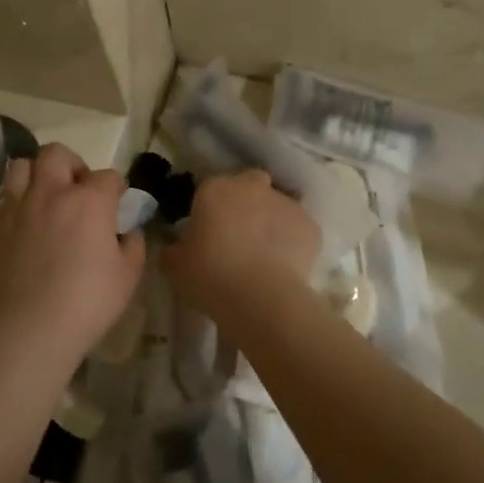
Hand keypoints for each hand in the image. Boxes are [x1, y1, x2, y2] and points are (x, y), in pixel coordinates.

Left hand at [0, 144, 144, 368]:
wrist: (32, 328)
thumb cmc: (88, 302)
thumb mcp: (128, 276)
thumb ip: (134, 245)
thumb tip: (129, 232)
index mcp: (89, 201)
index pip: (108, 176)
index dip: (116, 187)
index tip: (118, 201)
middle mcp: (52, 193)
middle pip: (57, 154)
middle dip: (73, 164)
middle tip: (79, 190)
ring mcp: (19, 207)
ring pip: (22, 165)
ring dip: (38, 173)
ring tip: (48, 196)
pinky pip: (6, 197)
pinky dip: (20, 200)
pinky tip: (29, 222)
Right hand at [161, 171, 320, 323]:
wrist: (261, 298)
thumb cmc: (210, 276)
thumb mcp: (175, 266)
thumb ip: (172, 250)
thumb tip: (172, 248)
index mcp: (215, 189)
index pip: (209, 188)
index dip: (208, 209)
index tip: (206, 232)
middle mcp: (252, 187)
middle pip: (249, 185)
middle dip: (245, 202)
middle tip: (238, 234)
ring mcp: (285, 203)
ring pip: (276, 205)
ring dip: (270, 220)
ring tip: (264, 254)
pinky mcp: (310, 225)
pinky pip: (298, 228)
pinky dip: (293, 240)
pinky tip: (285, 265)